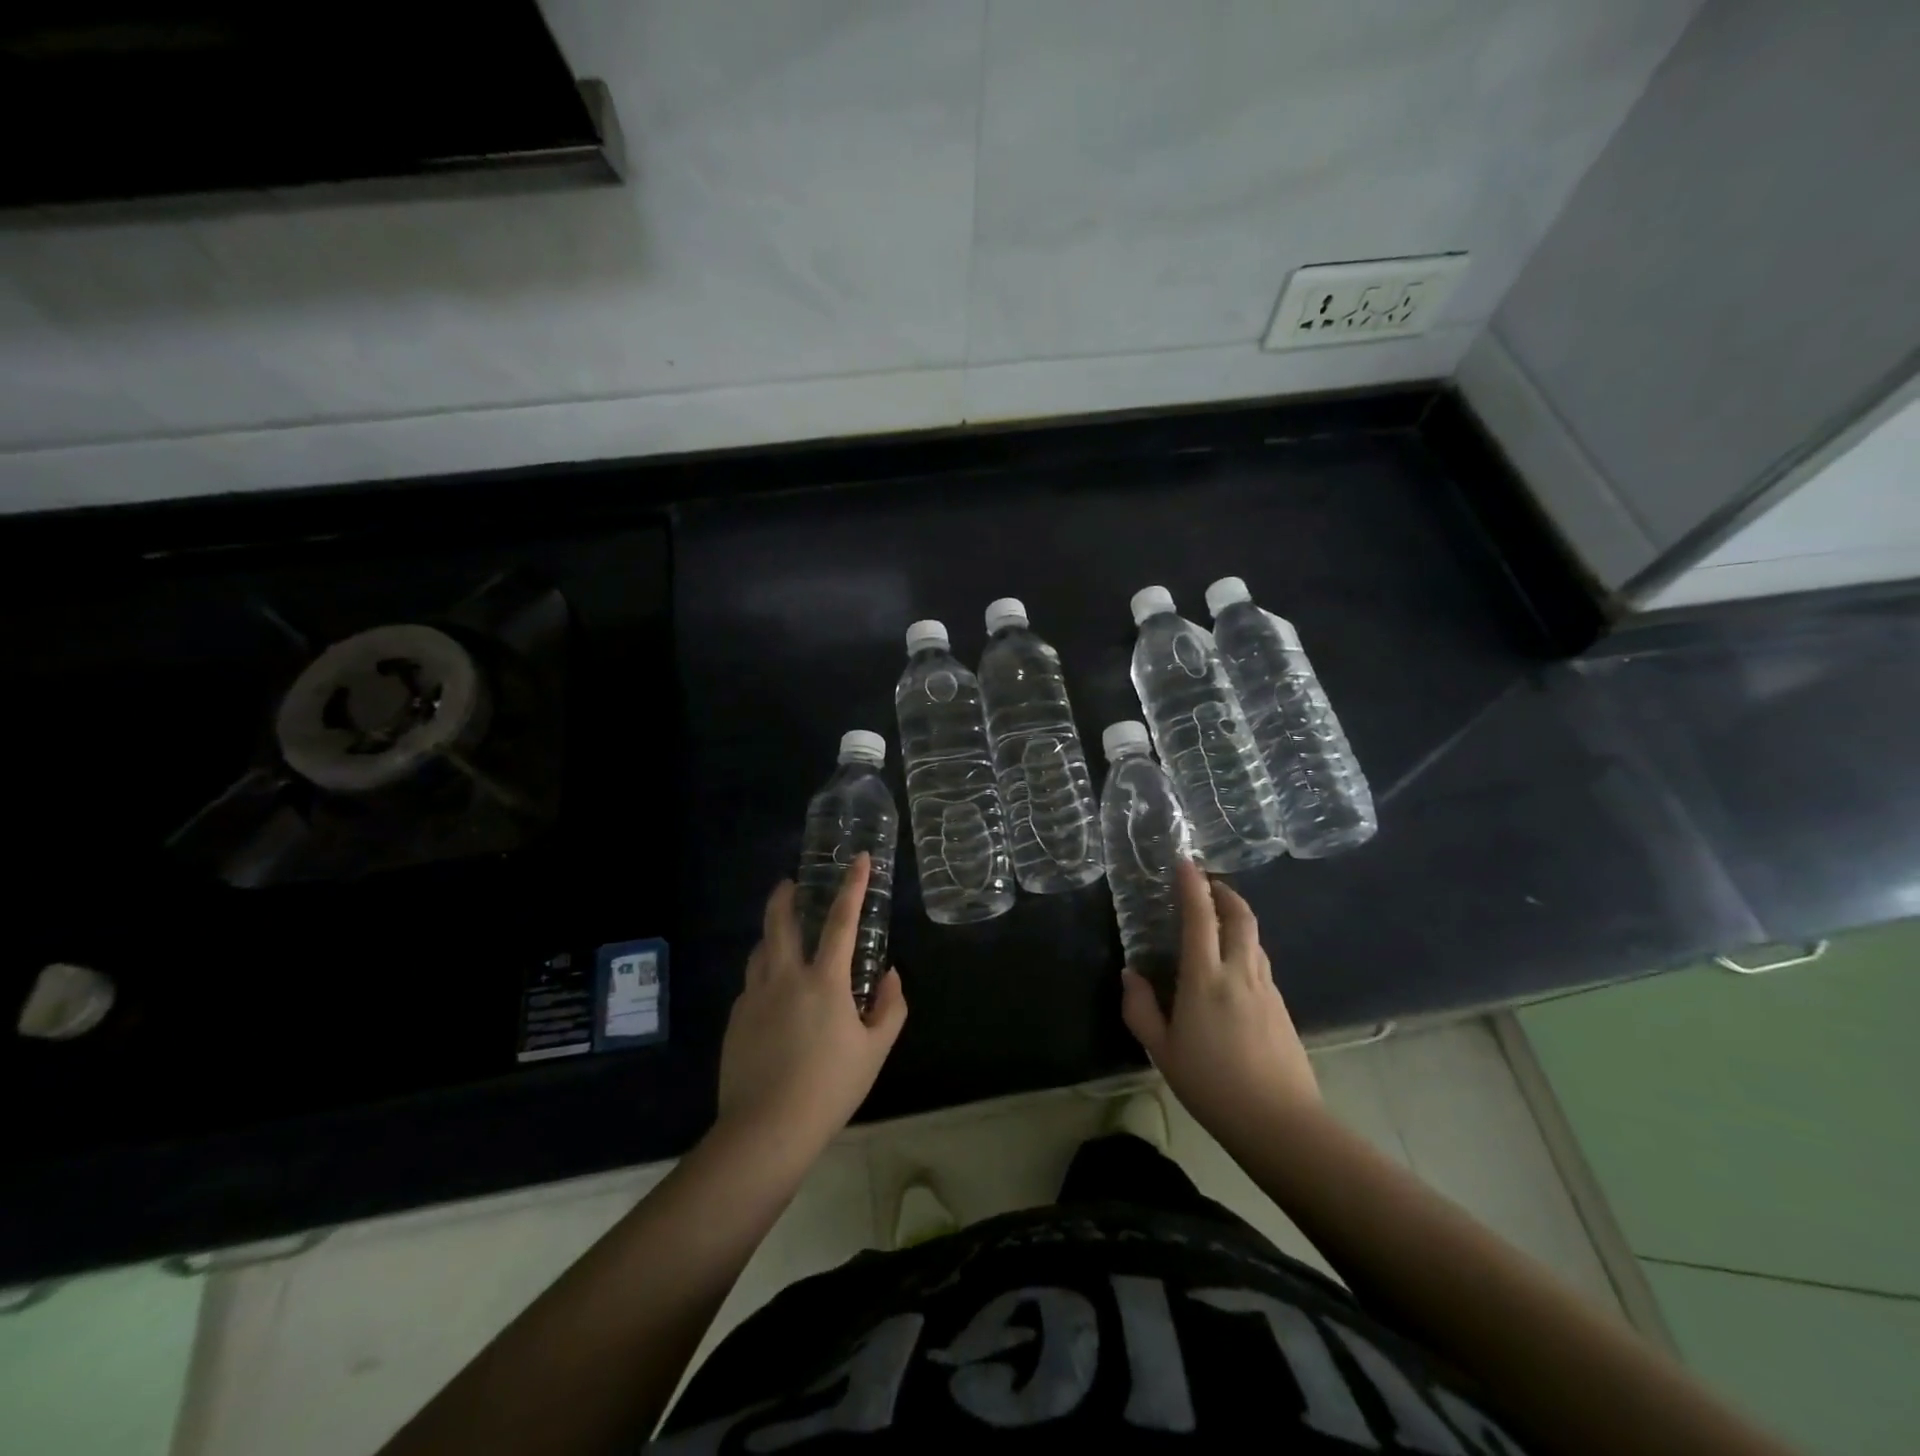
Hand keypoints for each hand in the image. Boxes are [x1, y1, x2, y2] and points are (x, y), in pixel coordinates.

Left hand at [716, 854, 907, 1156]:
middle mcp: (784, 978)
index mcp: (823, 981)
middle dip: (784, 896)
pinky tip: (773, 999)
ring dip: (771, 936)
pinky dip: (764, 977)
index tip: (859, 859)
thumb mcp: (874, 1051)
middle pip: (779, 922)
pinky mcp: (735, 1021)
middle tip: (790, 883)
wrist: (765, 1130)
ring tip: (782, 939)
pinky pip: (751, 985)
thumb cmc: (829, 1088)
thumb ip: (890, 1008)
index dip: (852, 886)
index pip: (840, 921)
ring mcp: (753, 998)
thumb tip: (890, 975)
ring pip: (759, 951)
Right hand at [1121, 860, 1319, 1143]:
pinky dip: (1246, 948)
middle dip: (1224, 892)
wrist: (1280, 1123)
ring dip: (1237, 918)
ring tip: (1218, 922)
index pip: (1200, 917)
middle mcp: (1240, 973)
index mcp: (1206, 979)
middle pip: (1240, 916)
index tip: (1184, 862)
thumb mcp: (1162, 1051)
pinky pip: (1261, 963)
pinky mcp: (1282, 1007)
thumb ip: (1140, 1009)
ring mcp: (1267, 989)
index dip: (1192, 885)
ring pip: (1254, 938)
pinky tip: (1233, 969)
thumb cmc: (1212, 1085)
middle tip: (1207, 885)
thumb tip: (1131, 974)